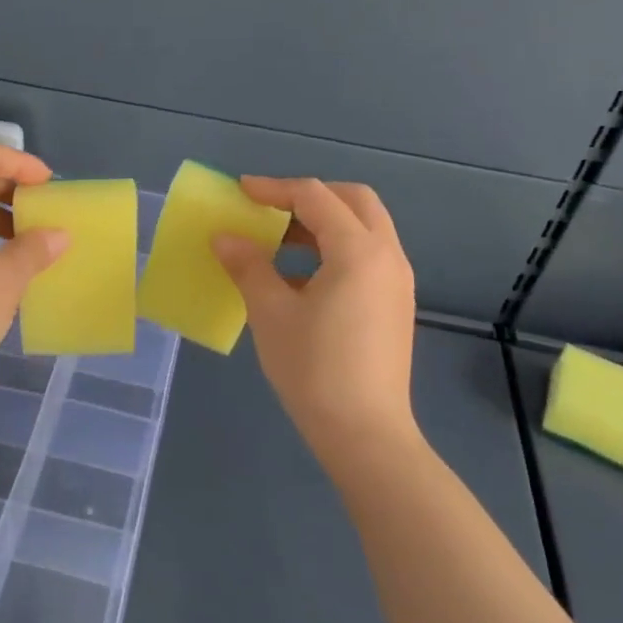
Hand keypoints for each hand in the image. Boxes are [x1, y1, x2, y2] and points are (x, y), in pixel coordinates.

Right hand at [212, 178, 421, 467]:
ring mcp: (397, 281)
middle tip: (270, 208)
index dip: (274, 188)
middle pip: (353, 201)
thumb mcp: (270, 312)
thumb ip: (248, 265)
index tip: (239, 191)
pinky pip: (368, 255)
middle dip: (310, 196)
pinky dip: (336, 248)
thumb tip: (224, 237)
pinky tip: (302, 277)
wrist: (365, 434)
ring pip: (364, 227)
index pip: (314, 197)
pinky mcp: (395, 304)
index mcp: (358, 250)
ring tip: (280, 241)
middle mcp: (387, 256)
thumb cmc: (313, 369)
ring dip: (324, 222)